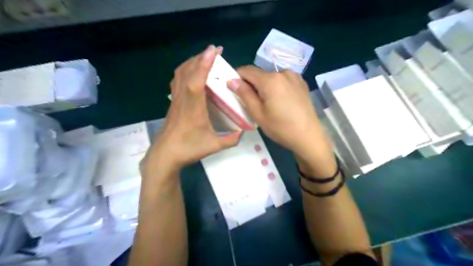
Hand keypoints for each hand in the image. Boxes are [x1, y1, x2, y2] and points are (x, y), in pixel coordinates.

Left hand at [141, 46, 241, 182]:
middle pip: (187, 71)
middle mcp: (183, 99)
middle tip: (215, 51)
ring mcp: (176, 100)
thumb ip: (231, 139)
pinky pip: (177, 80)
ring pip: (180, 73)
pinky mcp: (173, 102)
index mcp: (193, 108)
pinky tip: (192, 73)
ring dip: (192, 62)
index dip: (204, 64)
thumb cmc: (188, 149)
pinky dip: (185, 70)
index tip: (213, 50)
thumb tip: (243, 132)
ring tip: (205, 58)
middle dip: (201, 57)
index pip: (196, 81)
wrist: (165, 154)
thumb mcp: (213, 146)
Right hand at [228, 66, 335, 176]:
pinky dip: (276, 87)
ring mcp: (295, 77)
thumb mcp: (258, 114)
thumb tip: (232, 80)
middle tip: (250, 101)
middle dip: (252, 84)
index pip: (247, 70)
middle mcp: (283, 73)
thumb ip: (244, 94)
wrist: (309, 136)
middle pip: (260, 74)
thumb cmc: (281, 128)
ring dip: (264, 86)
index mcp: (270, 80)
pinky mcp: (302, 83)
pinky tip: (280, 102)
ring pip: (272, 77)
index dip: (237, 77)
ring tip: (267, 103)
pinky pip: (283, 80)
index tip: (234, 88)